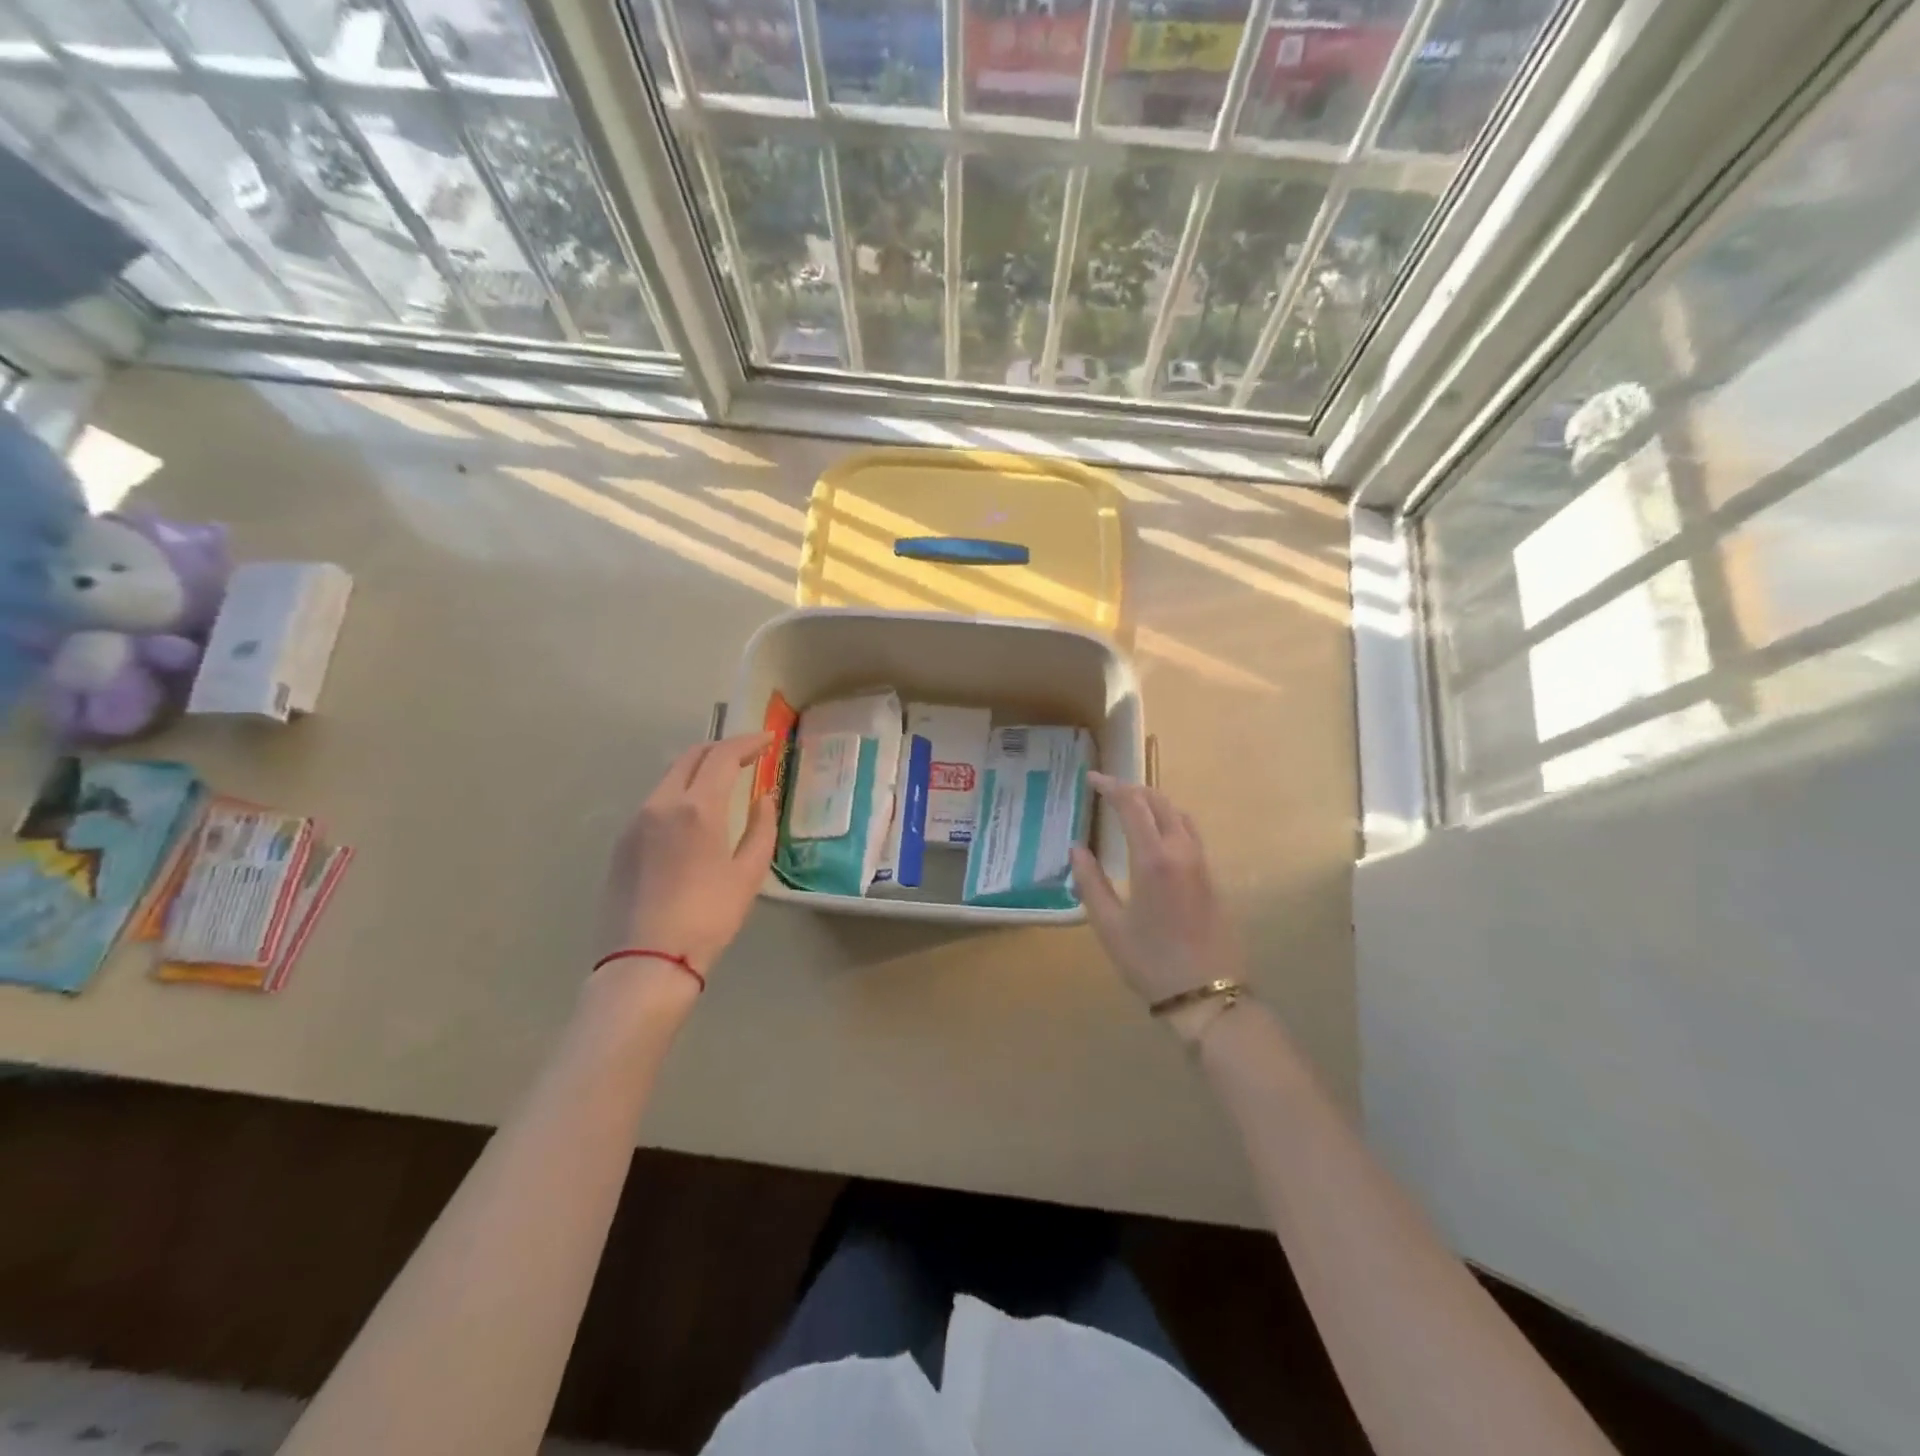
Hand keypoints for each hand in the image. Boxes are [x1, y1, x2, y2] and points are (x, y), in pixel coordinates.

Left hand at [596, 732, 778, 983]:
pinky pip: (655, 802)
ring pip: (669, 778)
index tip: (768, 741)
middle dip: (721, 749)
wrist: (645, 961)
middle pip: (691, 757)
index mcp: (697, 808)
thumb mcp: (748, 874)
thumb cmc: (708, 917)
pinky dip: (679, 793)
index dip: (748, 743)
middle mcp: (661, 803)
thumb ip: (761, 828)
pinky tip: (693, 814)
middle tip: (746, 755)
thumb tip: (763, 799)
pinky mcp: (622, 843)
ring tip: (722, 781)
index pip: (723, 756)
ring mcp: (636, 822)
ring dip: (698, 770)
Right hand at [1070, 773, 1242, 1006]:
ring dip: (1153, 803)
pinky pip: (1189, 832)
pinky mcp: (1211, 876)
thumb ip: (1090, 882)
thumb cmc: (1150, 961)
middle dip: (1132, 789)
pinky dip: (1168, 820)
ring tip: (1129, 807)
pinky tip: (1154, 835)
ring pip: (1178, 815)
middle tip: (1106, 789)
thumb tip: (1077, 848)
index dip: (1110, 786)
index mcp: (1153, 858)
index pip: (1132, 804)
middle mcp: (1181, 851)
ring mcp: (1201, 862)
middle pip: (1159, 802)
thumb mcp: (1109, 925)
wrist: (1207, 994)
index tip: (1090, 778)